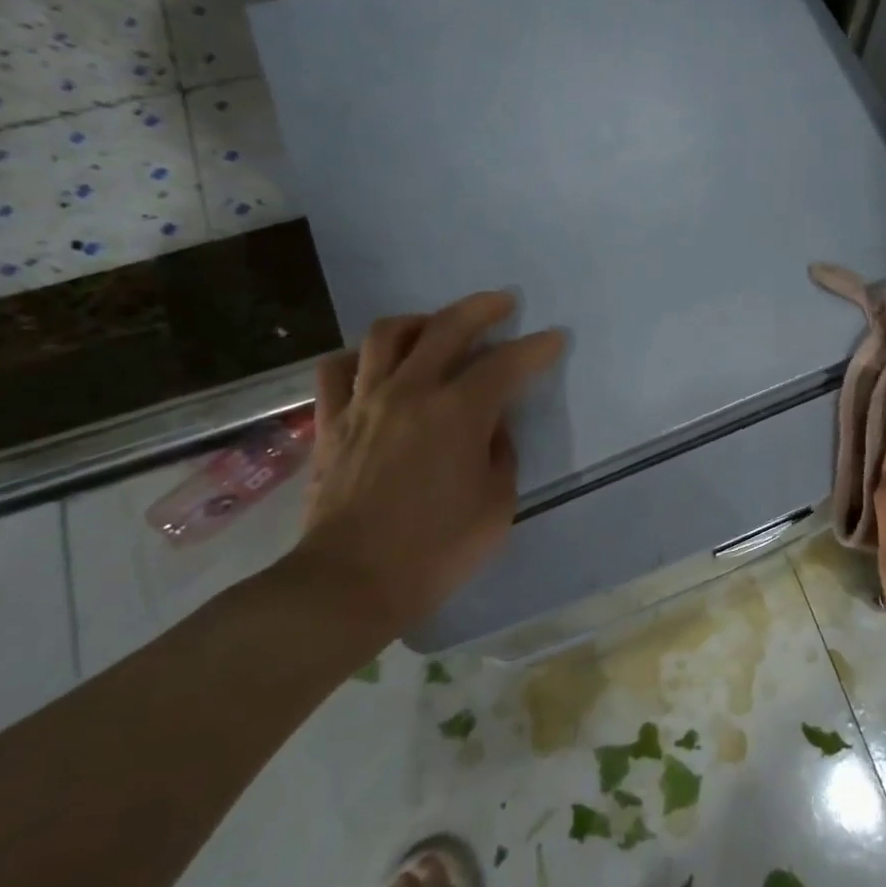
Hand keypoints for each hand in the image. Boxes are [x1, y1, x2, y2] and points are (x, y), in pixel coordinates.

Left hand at [292, 292, 564, 639]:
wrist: (349, 583)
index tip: (554, 339)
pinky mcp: (331, 424)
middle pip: (446, 327)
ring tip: (437, 325)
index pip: (507, 364)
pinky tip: (376, 364)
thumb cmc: (436, 550)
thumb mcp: (497, 504)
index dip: (536, 348)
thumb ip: (500, 453)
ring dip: (420, 320)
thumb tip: (491, 426)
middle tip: (503, 303)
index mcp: (458, 413)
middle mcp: (410, 393)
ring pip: (387, 335)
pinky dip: (360, 357)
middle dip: (482, 308)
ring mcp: (364, 404)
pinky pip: (338, 370)